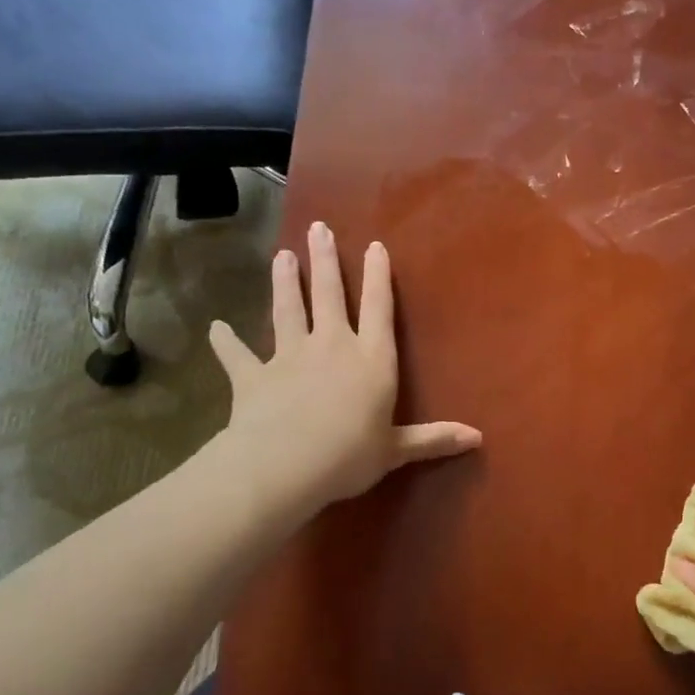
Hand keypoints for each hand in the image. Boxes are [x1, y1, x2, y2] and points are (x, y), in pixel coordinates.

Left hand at [207, 221, 481, 508]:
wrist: (282, 466)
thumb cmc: (349, 455)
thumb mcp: (396, 450)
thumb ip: (434, 439)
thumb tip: (478, 438)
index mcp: (371, 359)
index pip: (379, 308)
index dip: (378, 276)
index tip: (375, 246)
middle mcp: (332, 346)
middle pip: (330, 295)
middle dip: (325, 261)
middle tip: (318, 228)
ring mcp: (289, 357)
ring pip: (287, 311)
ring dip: (285, 283)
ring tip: (281, 255)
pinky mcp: (253, 376)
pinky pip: (237, 355)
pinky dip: (226, 341)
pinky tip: (216, 328)